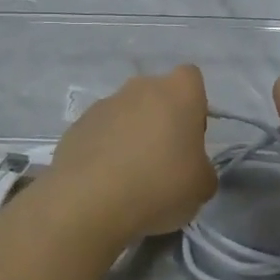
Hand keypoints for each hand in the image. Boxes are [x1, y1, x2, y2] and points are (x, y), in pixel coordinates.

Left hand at [45, 66, 217, 241]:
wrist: (90, 199)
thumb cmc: (160, 184)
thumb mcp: (202, 186)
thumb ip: (202, 169)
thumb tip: (192, 169)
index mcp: (178, 91)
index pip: (192, 80)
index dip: (194, 106)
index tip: (189, 138)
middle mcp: (140, 87)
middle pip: (157, 96)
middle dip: (160, 121)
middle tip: (162, 161)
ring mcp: (105, 103)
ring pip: (127, 113)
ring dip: (131, 136)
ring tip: (130, 177)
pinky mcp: (77, 124)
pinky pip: (101, 132)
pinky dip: (105, 149)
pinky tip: (105, 181)